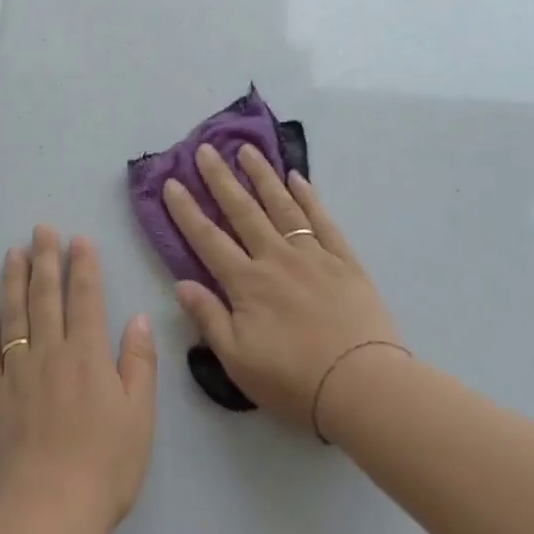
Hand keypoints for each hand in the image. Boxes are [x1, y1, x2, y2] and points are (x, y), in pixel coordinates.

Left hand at [0, 226, 156, 533]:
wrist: (50, 509)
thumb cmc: (105, 465)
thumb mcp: (139, 415)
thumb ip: (138, 362)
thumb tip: (138, 318)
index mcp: (88, 356)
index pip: (86, 299)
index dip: (83, 267)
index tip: (77, 240)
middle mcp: (50, 354)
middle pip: (46, 298)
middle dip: (45, 260)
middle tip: (40, 230)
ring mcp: (17, 374)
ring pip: (14, 317)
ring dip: (13, 282)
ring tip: (12, 254)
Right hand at [164, 145, 403, 435]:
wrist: (362, 385)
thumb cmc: (293, 380)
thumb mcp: (237, 360)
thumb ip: (208, 318)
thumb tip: (180, 283)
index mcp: (247, 283)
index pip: (208, 239)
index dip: (187, 210)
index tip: (172, 182)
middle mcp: (276, 258)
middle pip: (243, 211)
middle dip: (220, 179)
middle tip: (206, 149)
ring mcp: (312, 255)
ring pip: (282, 206)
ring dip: (262, 176)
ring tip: (247, 150)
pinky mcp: (344, 260)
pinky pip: (322, 220)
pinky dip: (308, 197)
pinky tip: (297, 178)